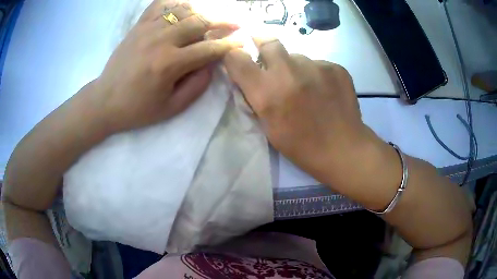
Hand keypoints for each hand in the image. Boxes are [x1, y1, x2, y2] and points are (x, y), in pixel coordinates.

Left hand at [93, 0, 239, 131]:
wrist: (105, 101)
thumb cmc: (137, 109)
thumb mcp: (171, 107)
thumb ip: (197, 85)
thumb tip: (212, 64)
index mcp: (169, 64)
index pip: (208, 49)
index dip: (229, 45)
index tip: (241, 41)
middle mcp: (160, 40)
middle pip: (200, 22)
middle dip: (222, 23)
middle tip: (235, 24)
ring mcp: (148, 29)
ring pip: (183, 10)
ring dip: (202, 12)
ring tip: (212, 17)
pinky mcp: (138, 26)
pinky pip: (160, 5)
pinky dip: (176, 2)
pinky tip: (184, 7)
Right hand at [224, 39, 386, 187]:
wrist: (343, 149)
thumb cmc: (301, 146)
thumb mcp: (268, 126)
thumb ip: (257, 97)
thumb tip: (252, 77)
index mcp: (267, 91)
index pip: (237, 58)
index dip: (234, 57)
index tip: (240, 60)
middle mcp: (289, 71)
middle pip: (269, 42)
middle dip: (266, 51)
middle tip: (274, 66)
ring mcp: (315, 66)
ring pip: (297, 56)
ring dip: (295, 67)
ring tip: (307, 87)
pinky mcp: (335, 67)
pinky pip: (318, 63)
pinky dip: (316, 74)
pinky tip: (324, 91)